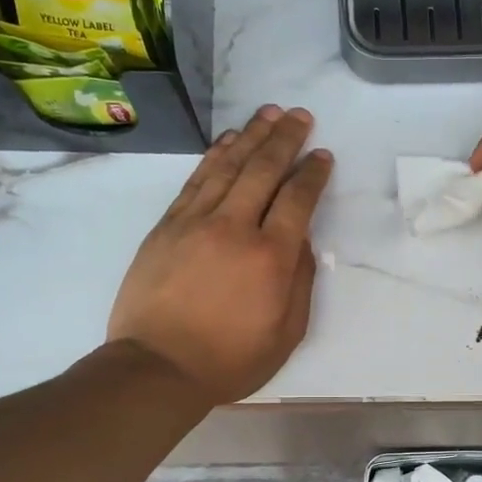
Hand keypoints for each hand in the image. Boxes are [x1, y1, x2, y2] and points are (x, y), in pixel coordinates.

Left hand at [108, 106, 333, 403]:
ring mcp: (196, 222)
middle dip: (286, 139)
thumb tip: (302, 242)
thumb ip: (300, 283)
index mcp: (271, 257)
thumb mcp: (285, 334)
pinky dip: (215, 156)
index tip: (323, 156)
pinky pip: (196, 180)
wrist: (158, 367)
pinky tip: (228, 142)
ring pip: (229, 166)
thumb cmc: (229, 360)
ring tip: (269, 114)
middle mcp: (235, 228)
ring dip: (252, 136)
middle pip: (264, 169)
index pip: (298, 199)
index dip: (313, 174)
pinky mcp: (168, 226)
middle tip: (301, 116)